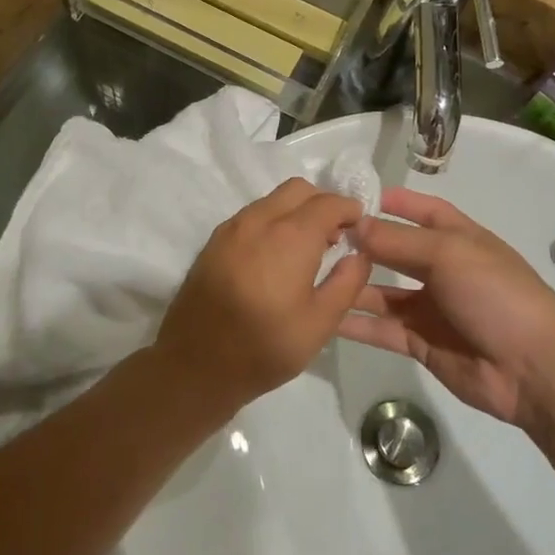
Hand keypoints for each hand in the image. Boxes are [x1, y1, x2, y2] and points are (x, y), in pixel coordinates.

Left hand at [151, 179, 370, 416]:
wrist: (195, 364)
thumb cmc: (264, 347)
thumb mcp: (320, 323)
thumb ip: (347, 282)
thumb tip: (359, 255)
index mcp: (289, 236)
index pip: (328, 202)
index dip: (350, 210)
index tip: (359, 229)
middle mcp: (258, 221)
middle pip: (298, 190)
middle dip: (321, 204)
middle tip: (334, 237)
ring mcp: (230, 229)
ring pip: (271, 200)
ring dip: (294, 212)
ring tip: (304, 250)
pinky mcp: (213, 242)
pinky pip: (250, 216)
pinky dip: (270, 222)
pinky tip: (274, 258)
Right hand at [338, 188, 554, 428]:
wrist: (533, 368)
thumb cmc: (496, 294)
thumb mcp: (447, 254)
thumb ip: (397, 241)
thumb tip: (354, 224)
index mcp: (459, 240)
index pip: (423, 211)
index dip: (394, 203)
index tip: (353, 198)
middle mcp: (443, 270)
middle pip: (395, 251)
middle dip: (363, 244)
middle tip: (317, 239)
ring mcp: (431, 308)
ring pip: (382, 292)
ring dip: (353, 284)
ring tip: (312, 276)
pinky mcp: (420, 343)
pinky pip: (381, 329)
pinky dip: (355, 323)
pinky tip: (323, 315)